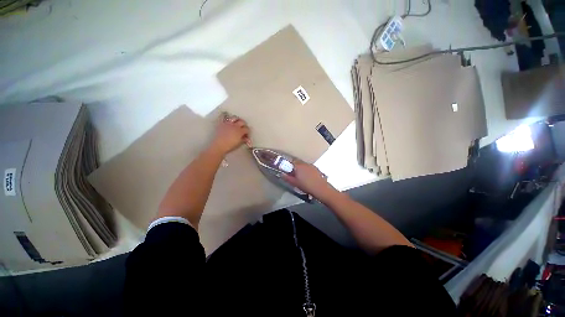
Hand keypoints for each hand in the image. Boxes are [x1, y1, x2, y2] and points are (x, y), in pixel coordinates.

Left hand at [210, 113, 249, 154]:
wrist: (218, 145)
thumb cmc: (230, 146)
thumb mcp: (239, 143)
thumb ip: (244, 139)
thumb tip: (247, 138)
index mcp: (240, 131)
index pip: (247, 129)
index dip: (247, 132)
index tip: (247, 134)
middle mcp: (235, 125)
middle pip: (242, 122)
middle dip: (244, 124)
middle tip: (243, 127)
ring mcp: (228, 123)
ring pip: (234, 118)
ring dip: (237, 120)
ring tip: (236, 122)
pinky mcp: (222, 123)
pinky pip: (223, 117)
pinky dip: (225, 116)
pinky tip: (226, 116)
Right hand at [281, 161, 337, 201]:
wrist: (321, 188)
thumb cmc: (306, 186)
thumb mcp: (294, 183)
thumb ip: (287, 178)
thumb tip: (282, 174)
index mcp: (298, 165)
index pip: (291, 161)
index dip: (288, 164)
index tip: (287, 169)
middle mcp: (304, 163)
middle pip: (297, 161)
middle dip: (294, 166)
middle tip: (292, 173)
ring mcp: (311, 165)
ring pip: (303, 164)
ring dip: (300, 167)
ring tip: (300, 175)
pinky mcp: (316, 168)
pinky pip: (308, 167)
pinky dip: (306, 170)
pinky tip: (307, 177)